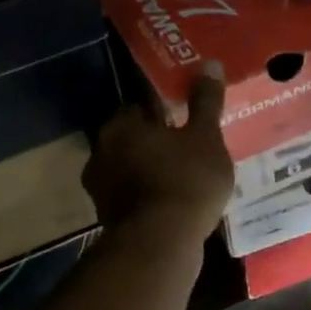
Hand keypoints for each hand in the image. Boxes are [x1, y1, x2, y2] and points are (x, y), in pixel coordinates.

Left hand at [82, 63, 234, 246]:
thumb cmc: (185, 181)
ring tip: (183, 178)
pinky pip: (133, 198)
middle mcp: (101, 153)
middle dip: (155, 143)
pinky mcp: (108, 219)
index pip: (140, 107)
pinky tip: (172, 205)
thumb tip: (210, 64)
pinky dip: (148, 198)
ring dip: (150, 171)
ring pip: (130, 170)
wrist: (161, 245)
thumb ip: (205, 102)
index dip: (163, 111)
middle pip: (132, 140)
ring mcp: (100, 189)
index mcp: (120, 126)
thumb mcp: (206, 137)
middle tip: (187, 149)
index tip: (184, 119)